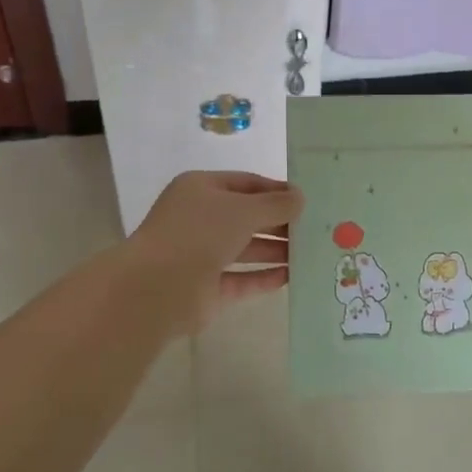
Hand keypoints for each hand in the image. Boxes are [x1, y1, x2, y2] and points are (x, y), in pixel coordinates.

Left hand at [127, 171, 302, 331]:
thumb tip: (300, 198)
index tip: (307, 200)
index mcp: (200, 189)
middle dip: (279, 222)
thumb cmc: (199, 234)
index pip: (246, 183)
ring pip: (245, 248)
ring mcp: (200, 254)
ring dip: (276, 250)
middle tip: (315, 228)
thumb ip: (275, 204)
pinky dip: (264, 277)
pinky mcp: (206, 287)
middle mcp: (199, 219)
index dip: (277, 190)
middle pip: (247, 216)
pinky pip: (241, 279)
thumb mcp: (243, 210)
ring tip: (310, 252)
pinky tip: (291, 277)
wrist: (156, 288)